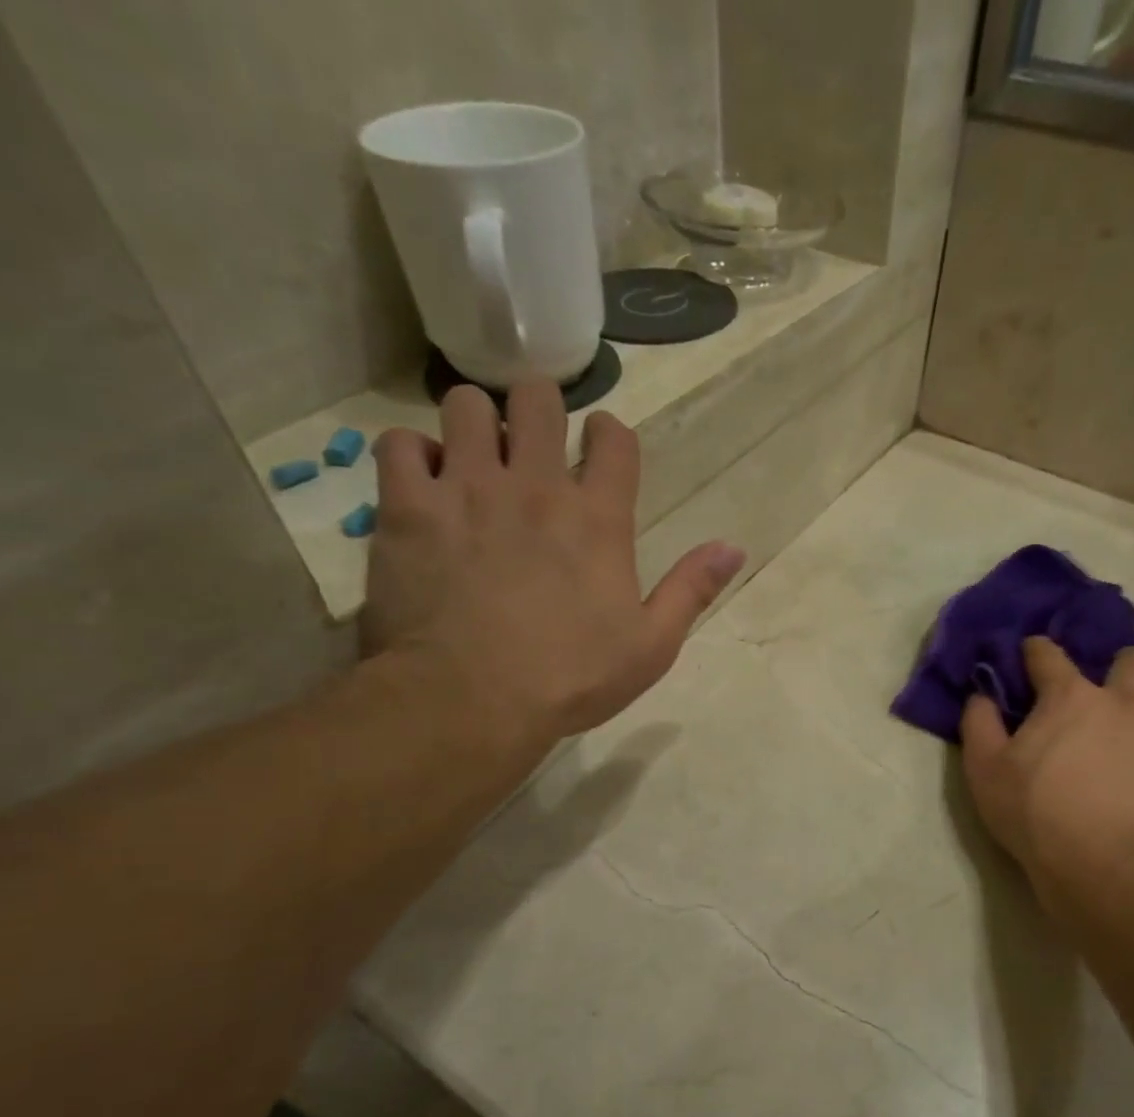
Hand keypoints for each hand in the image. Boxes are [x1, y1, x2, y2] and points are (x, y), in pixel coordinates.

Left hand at [360, 383, 744, 745]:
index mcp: (598, 518)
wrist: (471, 701)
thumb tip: (734, 547)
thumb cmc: (570, 679)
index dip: (609, 434)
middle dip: (538, 406)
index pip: (614, 439)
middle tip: (530, 438)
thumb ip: (691, 590)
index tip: (599, 446)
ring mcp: (467, 488)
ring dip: (473, 423)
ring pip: (465, 404)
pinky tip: (421, 484)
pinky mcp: (408, 506)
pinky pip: (399, 443)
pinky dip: (411, 455)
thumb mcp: (651, 646)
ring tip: (473, 459)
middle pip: (537, 398)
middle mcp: (535, 485)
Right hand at [960, 641, 1133, 908]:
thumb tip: (980, 696)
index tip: (1030, 655)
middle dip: (1118, 667)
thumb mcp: (985, 773)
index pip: (1049, 655)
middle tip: (1103, 697)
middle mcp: (1126, 702)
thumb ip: (979, 726)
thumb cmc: (1038, 816)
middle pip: (1133, 659)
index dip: (1036, 651)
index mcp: (1070, 698)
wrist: (1112, 871)